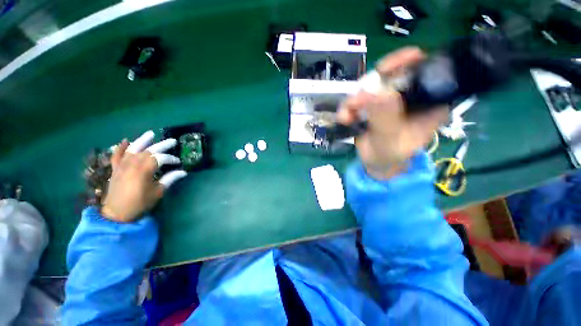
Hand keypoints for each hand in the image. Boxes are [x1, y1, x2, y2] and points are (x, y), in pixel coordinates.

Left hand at [101, 131, 186, 222]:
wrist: (116, 213)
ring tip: (151, 133)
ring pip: (133, 149)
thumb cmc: (139, 203)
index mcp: (144, 170)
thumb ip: (169, 179)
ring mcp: (122, 165)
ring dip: (142, 140)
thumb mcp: (158, 192)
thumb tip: (183, 172)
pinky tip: (125, 141)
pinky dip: (121, 147)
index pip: (160, 159)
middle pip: (149, 151)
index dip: (171, 159)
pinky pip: (117, 155)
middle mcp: (132, 164)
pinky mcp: (115, 168)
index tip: (178, 163)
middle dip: (162, 145)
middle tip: (173, 141)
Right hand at [337, 47, 447, 179]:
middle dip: (373, 83)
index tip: (386, 68)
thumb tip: (376, 93)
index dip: (408, 63)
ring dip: (354, 100)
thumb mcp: (390, 141)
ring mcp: (388, 98)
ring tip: (347, 117)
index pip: (426, 71)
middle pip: (394, 72)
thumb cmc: (390, 156)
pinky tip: (345, 119)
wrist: (375, 163)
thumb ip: (385, 119)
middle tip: (359, 98)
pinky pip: (357, 96)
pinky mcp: (371, 103)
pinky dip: (347, 106)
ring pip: (370, 84)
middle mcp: (410, 95)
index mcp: (429, 102)